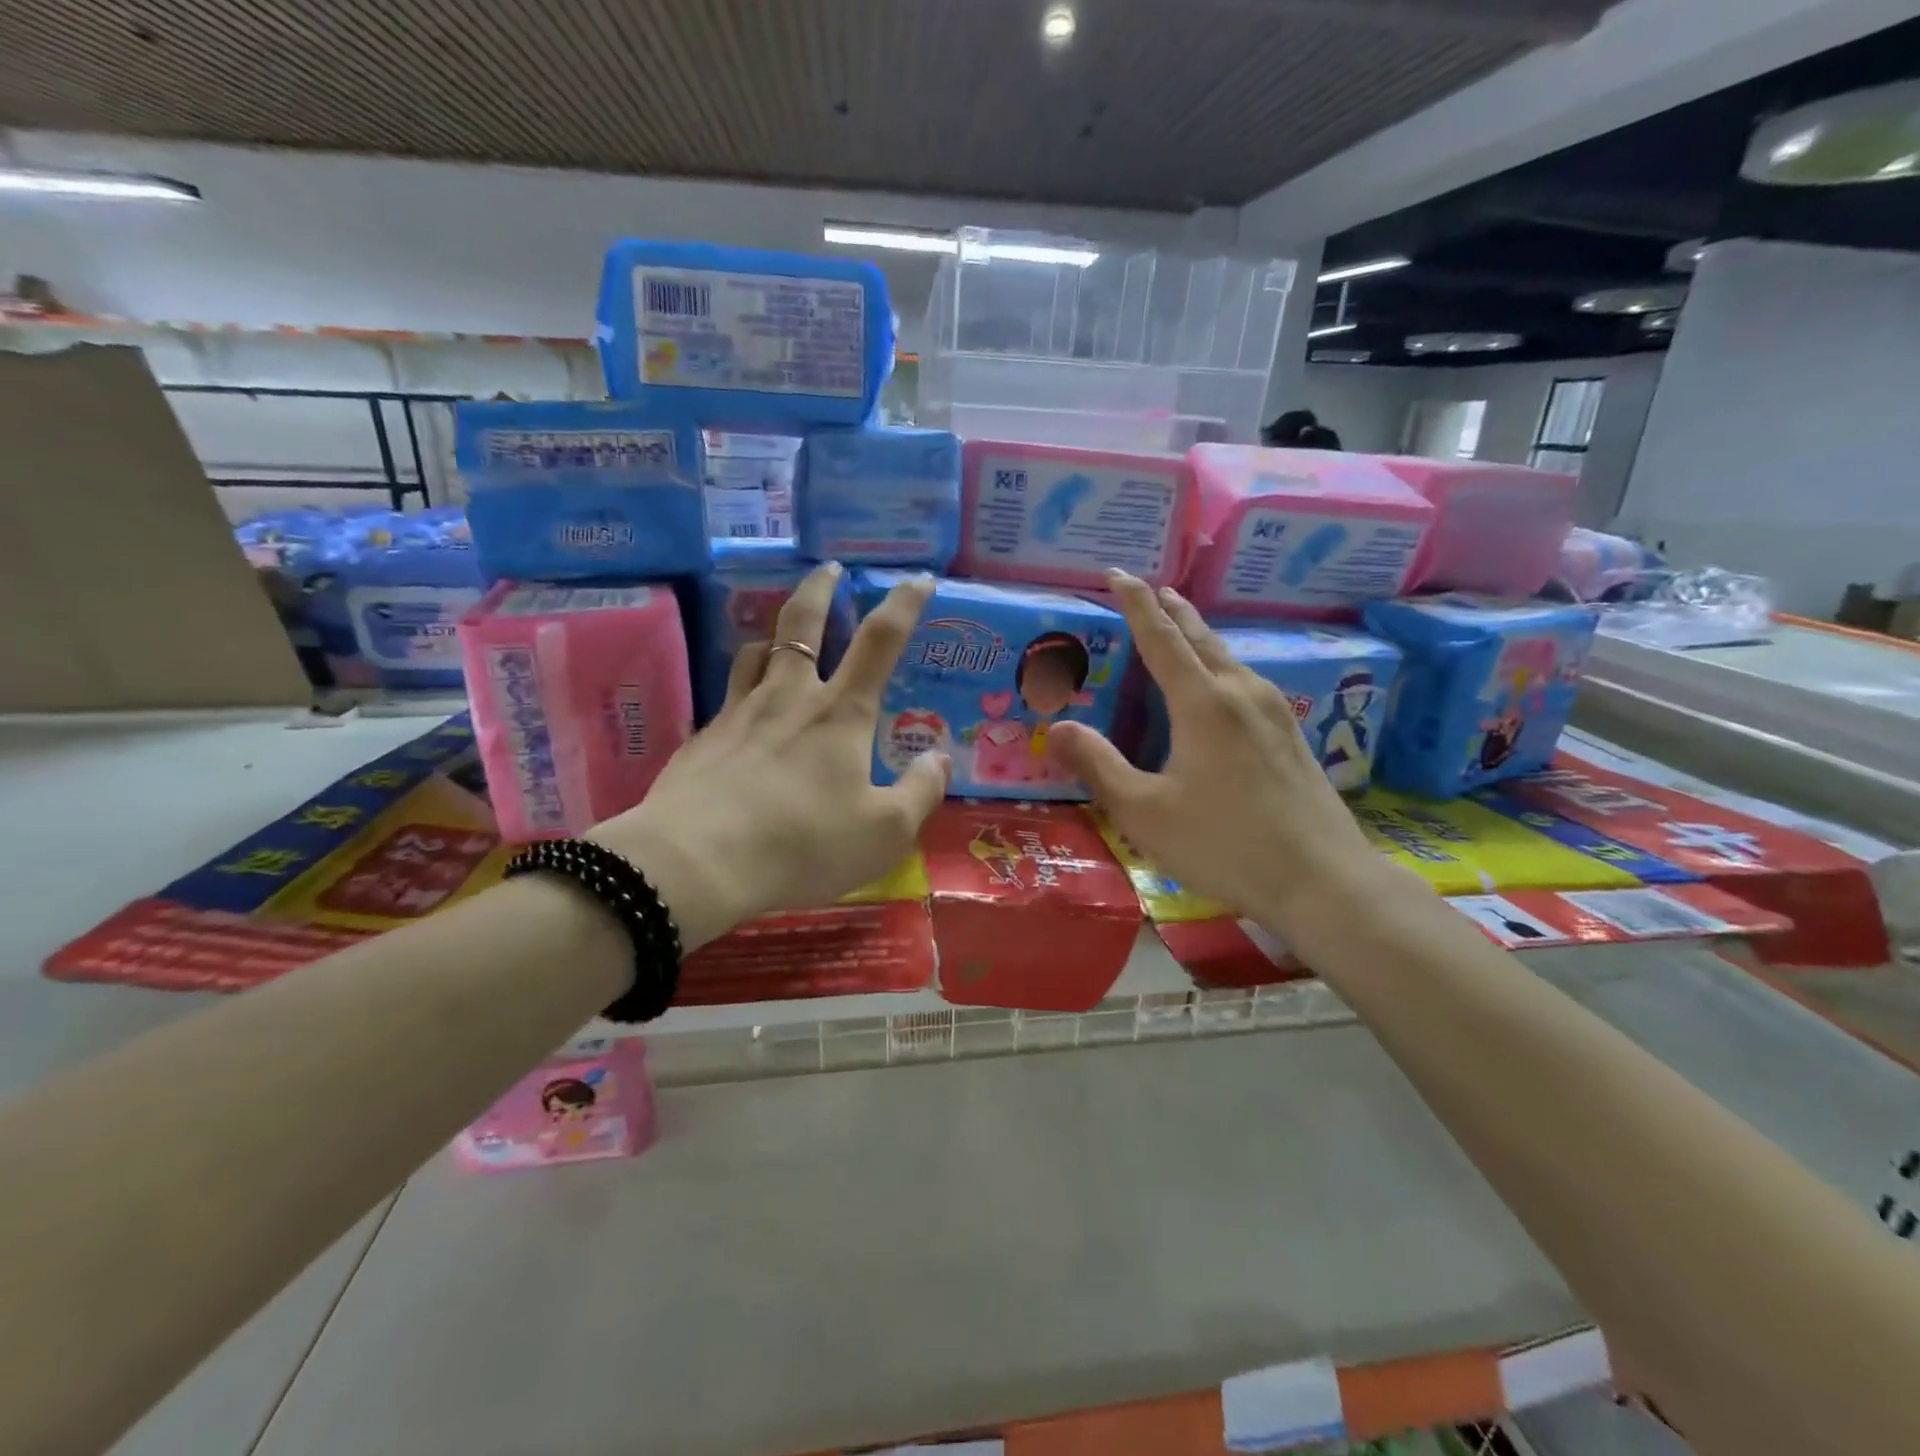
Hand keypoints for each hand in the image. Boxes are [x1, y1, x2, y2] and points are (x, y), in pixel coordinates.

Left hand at [592, 564, 947, 950]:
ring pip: (755, 652)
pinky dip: (744, 691)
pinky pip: (728, 698)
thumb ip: (920, 792)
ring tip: (781, 640)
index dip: (904, 604)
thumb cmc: (802, 844)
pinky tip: (744, 720)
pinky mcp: (703, 738)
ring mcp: (738, 713)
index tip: (919, 579)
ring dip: (773, 635)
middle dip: (821, 588)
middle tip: (829, 569)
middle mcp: (789, 697)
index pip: (880, 640)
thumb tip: (939, 759)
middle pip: (802, 622)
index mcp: (840, 713)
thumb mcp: (884, 832)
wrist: (695, 863)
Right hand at [1047, 573, 1388, 934]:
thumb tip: (1057, 728)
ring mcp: (1274, 713)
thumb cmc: (1223, 843)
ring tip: (1182, 629)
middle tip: (1153, 589)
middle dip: (1174, 611)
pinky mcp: (1291, 736)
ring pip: (1229, 659)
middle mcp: (1242, 693)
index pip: (1162, 637)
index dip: (1136, 604)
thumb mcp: (1144, 811)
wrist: (1322, 880)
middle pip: (1202, 638)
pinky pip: (1247, 682)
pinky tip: (1221, 687)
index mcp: (1203, 703)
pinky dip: (1220, 667)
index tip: (1118, 574)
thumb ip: (1099, 765)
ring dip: (1200, 638)